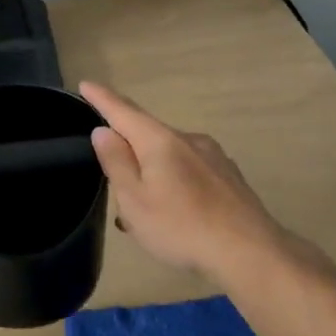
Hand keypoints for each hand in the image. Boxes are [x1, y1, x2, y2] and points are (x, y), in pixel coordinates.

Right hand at [80, 81, 287, 282]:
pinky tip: (176, 213)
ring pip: (170, 156)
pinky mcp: (228, 176)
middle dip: (128, 149)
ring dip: (152, 173)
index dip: (102, 98)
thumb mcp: (135, 200)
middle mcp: (188, 139)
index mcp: (160, 141)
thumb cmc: (181, 227)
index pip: (123, 111)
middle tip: (113, 180)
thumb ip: (116, 162)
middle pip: (148, 134)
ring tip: (144, 210)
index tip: (85, 84)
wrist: (250, 251)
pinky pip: (190, 171)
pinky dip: (174, 184)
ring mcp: (213, 156)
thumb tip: (103, 130)